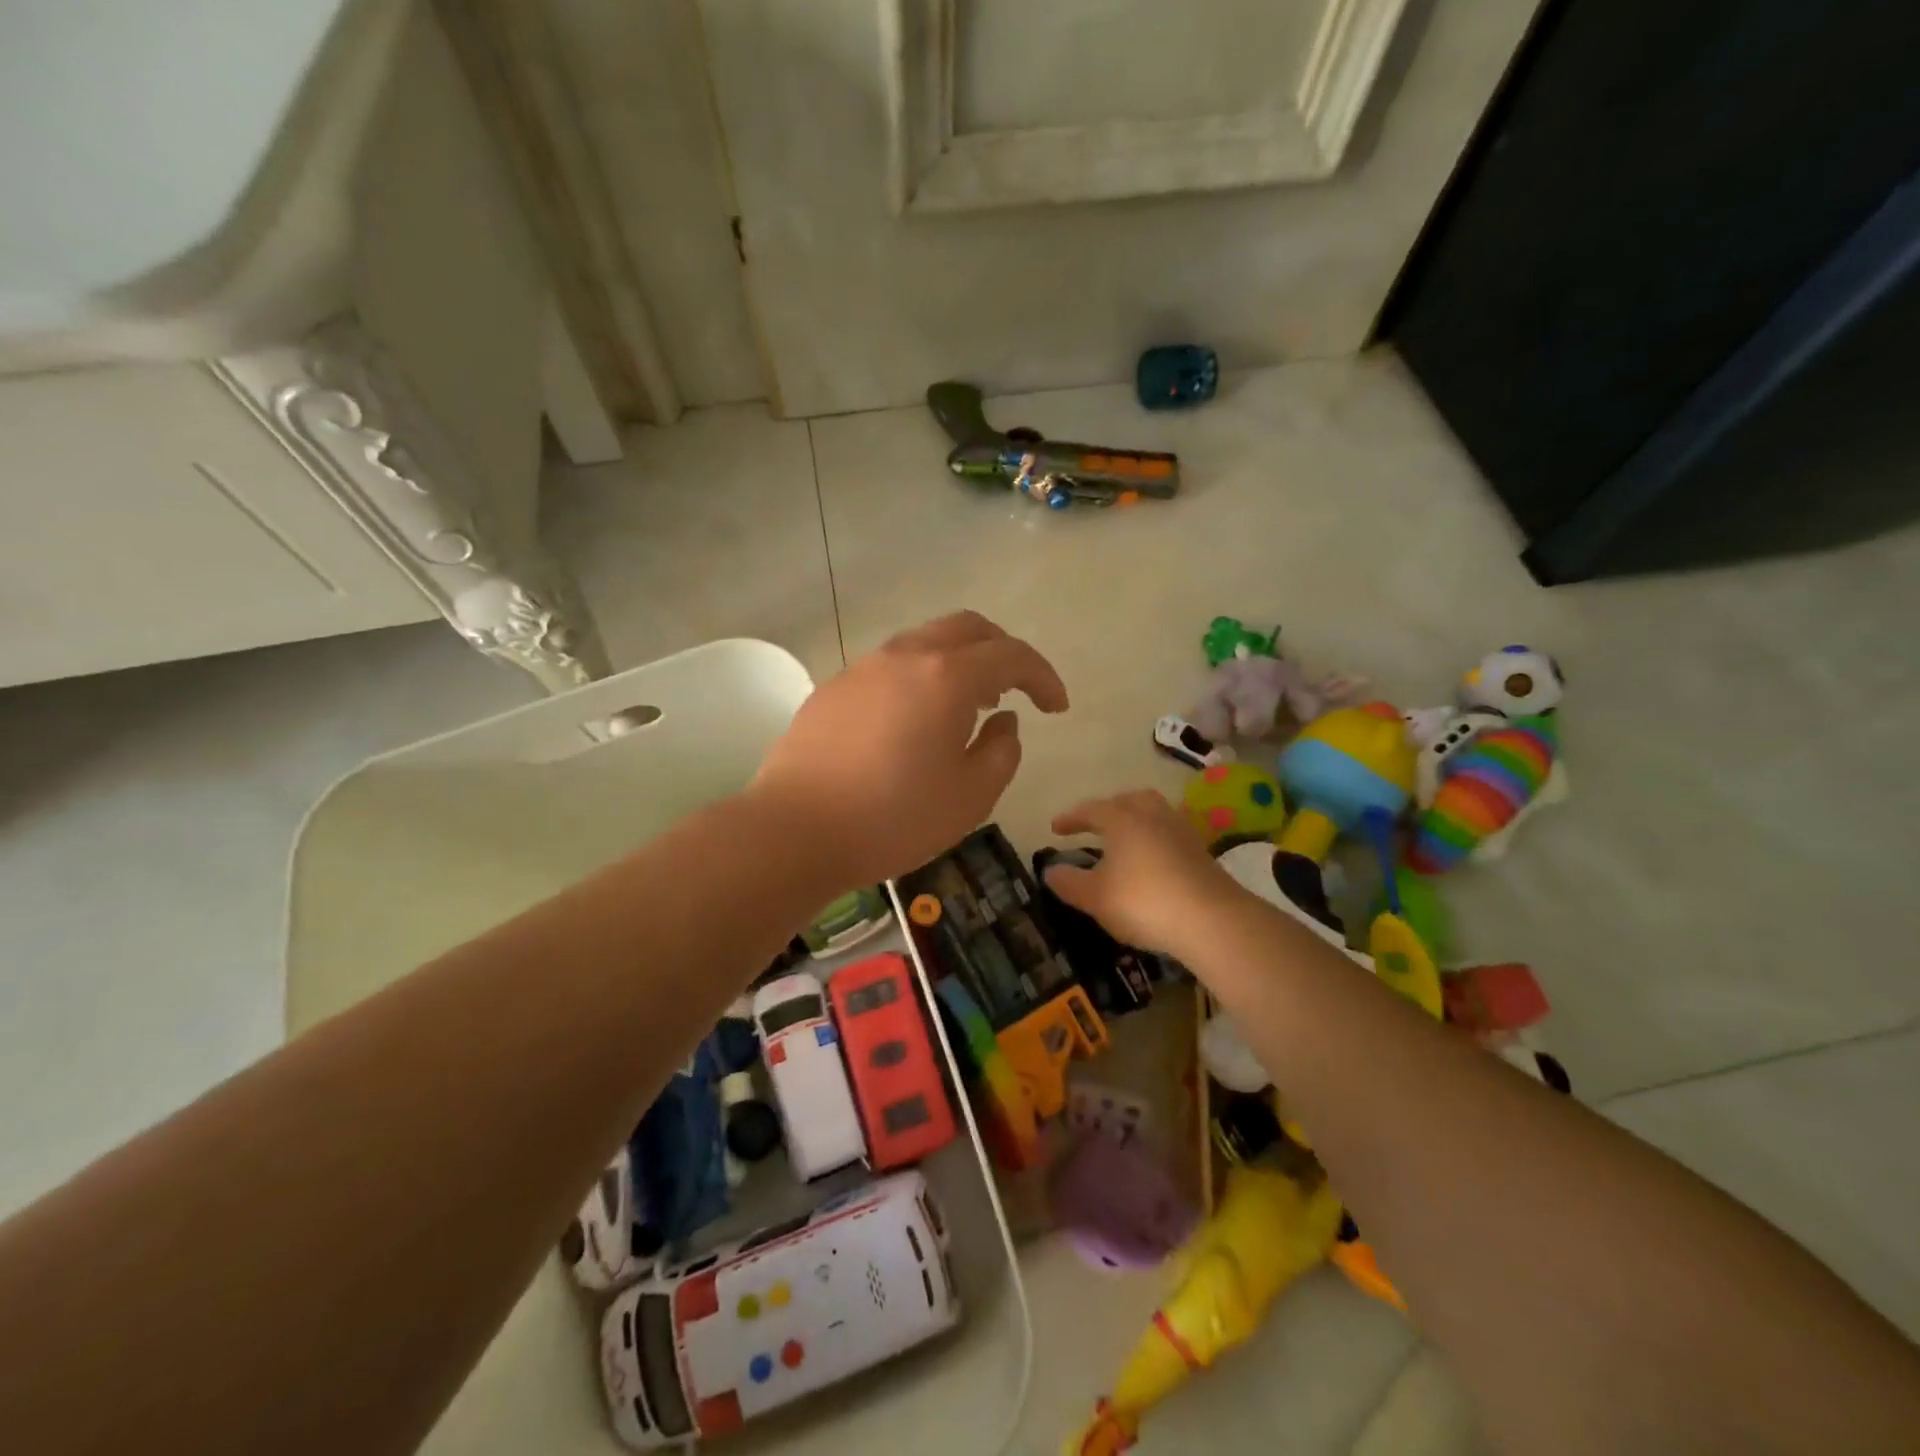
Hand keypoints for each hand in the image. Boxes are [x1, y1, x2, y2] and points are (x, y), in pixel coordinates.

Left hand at [749, 612, 1067, 888]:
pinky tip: (916, 721)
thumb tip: (1004, 720)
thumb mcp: (971, 796)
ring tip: (968, 706)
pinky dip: (921, 677)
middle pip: (968, 628)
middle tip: (1014, 691)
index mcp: (946, 677)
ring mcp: (864, 667)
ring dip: (959, 663)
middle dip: (1002, 652)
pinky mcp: (835, 687)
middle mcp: (905, 656)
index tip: (1056, 707)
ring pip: (926, 642)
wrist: (794, 831)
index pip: (1011, 655)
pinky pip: (892, 666)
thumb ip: (1003, 750)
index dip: (1043, 676)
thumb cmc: (893, 818)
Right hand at [1043, 790, 1243, 954]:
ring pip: (1154, 815)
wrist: (1211, 920)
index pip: (1091, 810)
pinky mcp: (1202, 853)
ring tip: (1124, 842)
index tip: (1055, 828)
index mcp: (1123, 819)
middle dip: (1109, 810)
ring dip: (1136, 822)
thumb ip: (1069, 882)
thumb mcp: (1095, 897)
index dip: (1071, 818)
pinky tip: (1151, 862)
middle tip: (1095, 825)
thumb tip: (1050, 871)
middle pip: (1129, 801)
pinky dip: (1155, 841)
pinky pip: (1170, 835)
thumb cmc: (1143, 901)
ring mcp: (1182, 832)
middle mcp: (1153, 816)